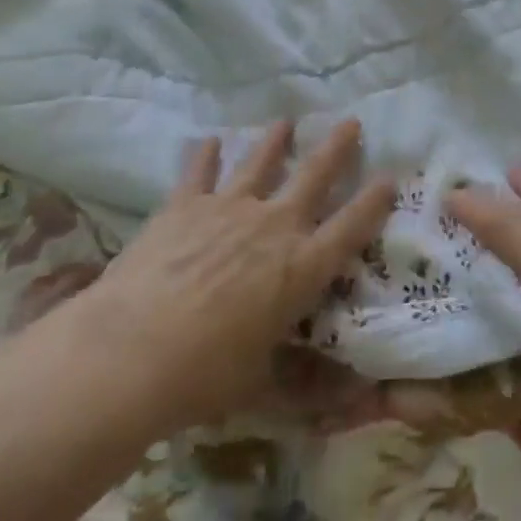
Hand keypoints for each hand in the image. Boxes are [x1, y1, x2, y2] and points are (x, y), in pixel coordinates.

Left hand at [64, 119, 396, 435]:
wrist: (130, 354)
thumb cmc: (204, 377)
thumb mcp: (261, 384)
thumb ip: (302, 380)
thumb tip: (351, 399)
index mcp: (302, 267)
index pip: (352, 226)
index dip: (374, 201)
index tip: (389, 177)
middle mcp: (274, 226)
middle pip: (315, 175)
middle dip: (337, 147)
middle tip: (351, 121)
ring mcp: (229, 208)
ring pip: (260, 162)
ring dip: (275, 140)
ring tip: (285, 122)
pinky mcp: (185, 206)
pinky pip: (199, 172)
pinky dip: (205, 155)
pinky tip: (209, 141)